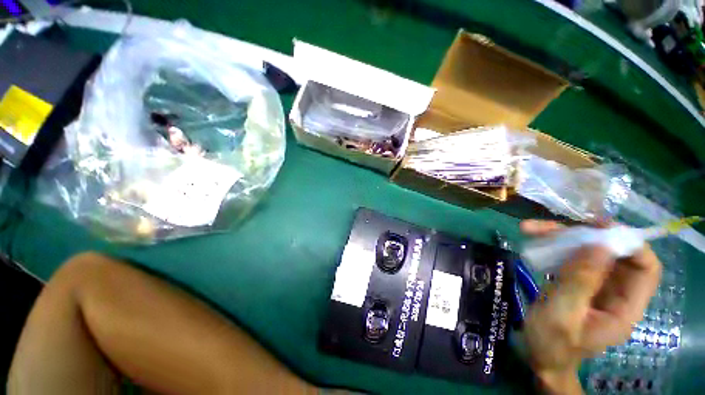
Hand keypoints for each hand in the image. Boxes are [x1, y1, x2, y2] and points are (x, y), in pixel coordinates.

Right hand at [520, 220, 661, 393]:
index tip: (599, 228)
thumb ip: (579, 282)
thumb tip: (598, 245)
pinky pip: (570, 257)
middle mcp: (615, 293)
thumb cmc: (551, 343)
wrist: (537, 355)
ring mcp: (594, 286)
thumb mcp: (562, 315)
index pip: (645, 269)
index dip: (629, 245)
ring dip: (561, 237)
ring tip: (531, 228)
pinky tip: (534, 240)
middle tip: (554, 226)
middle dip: (585, 235)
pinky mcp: (576, 282)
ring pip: (587, 252)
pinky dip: (552, 246)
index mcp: (624, 308)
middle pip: (612, 254)